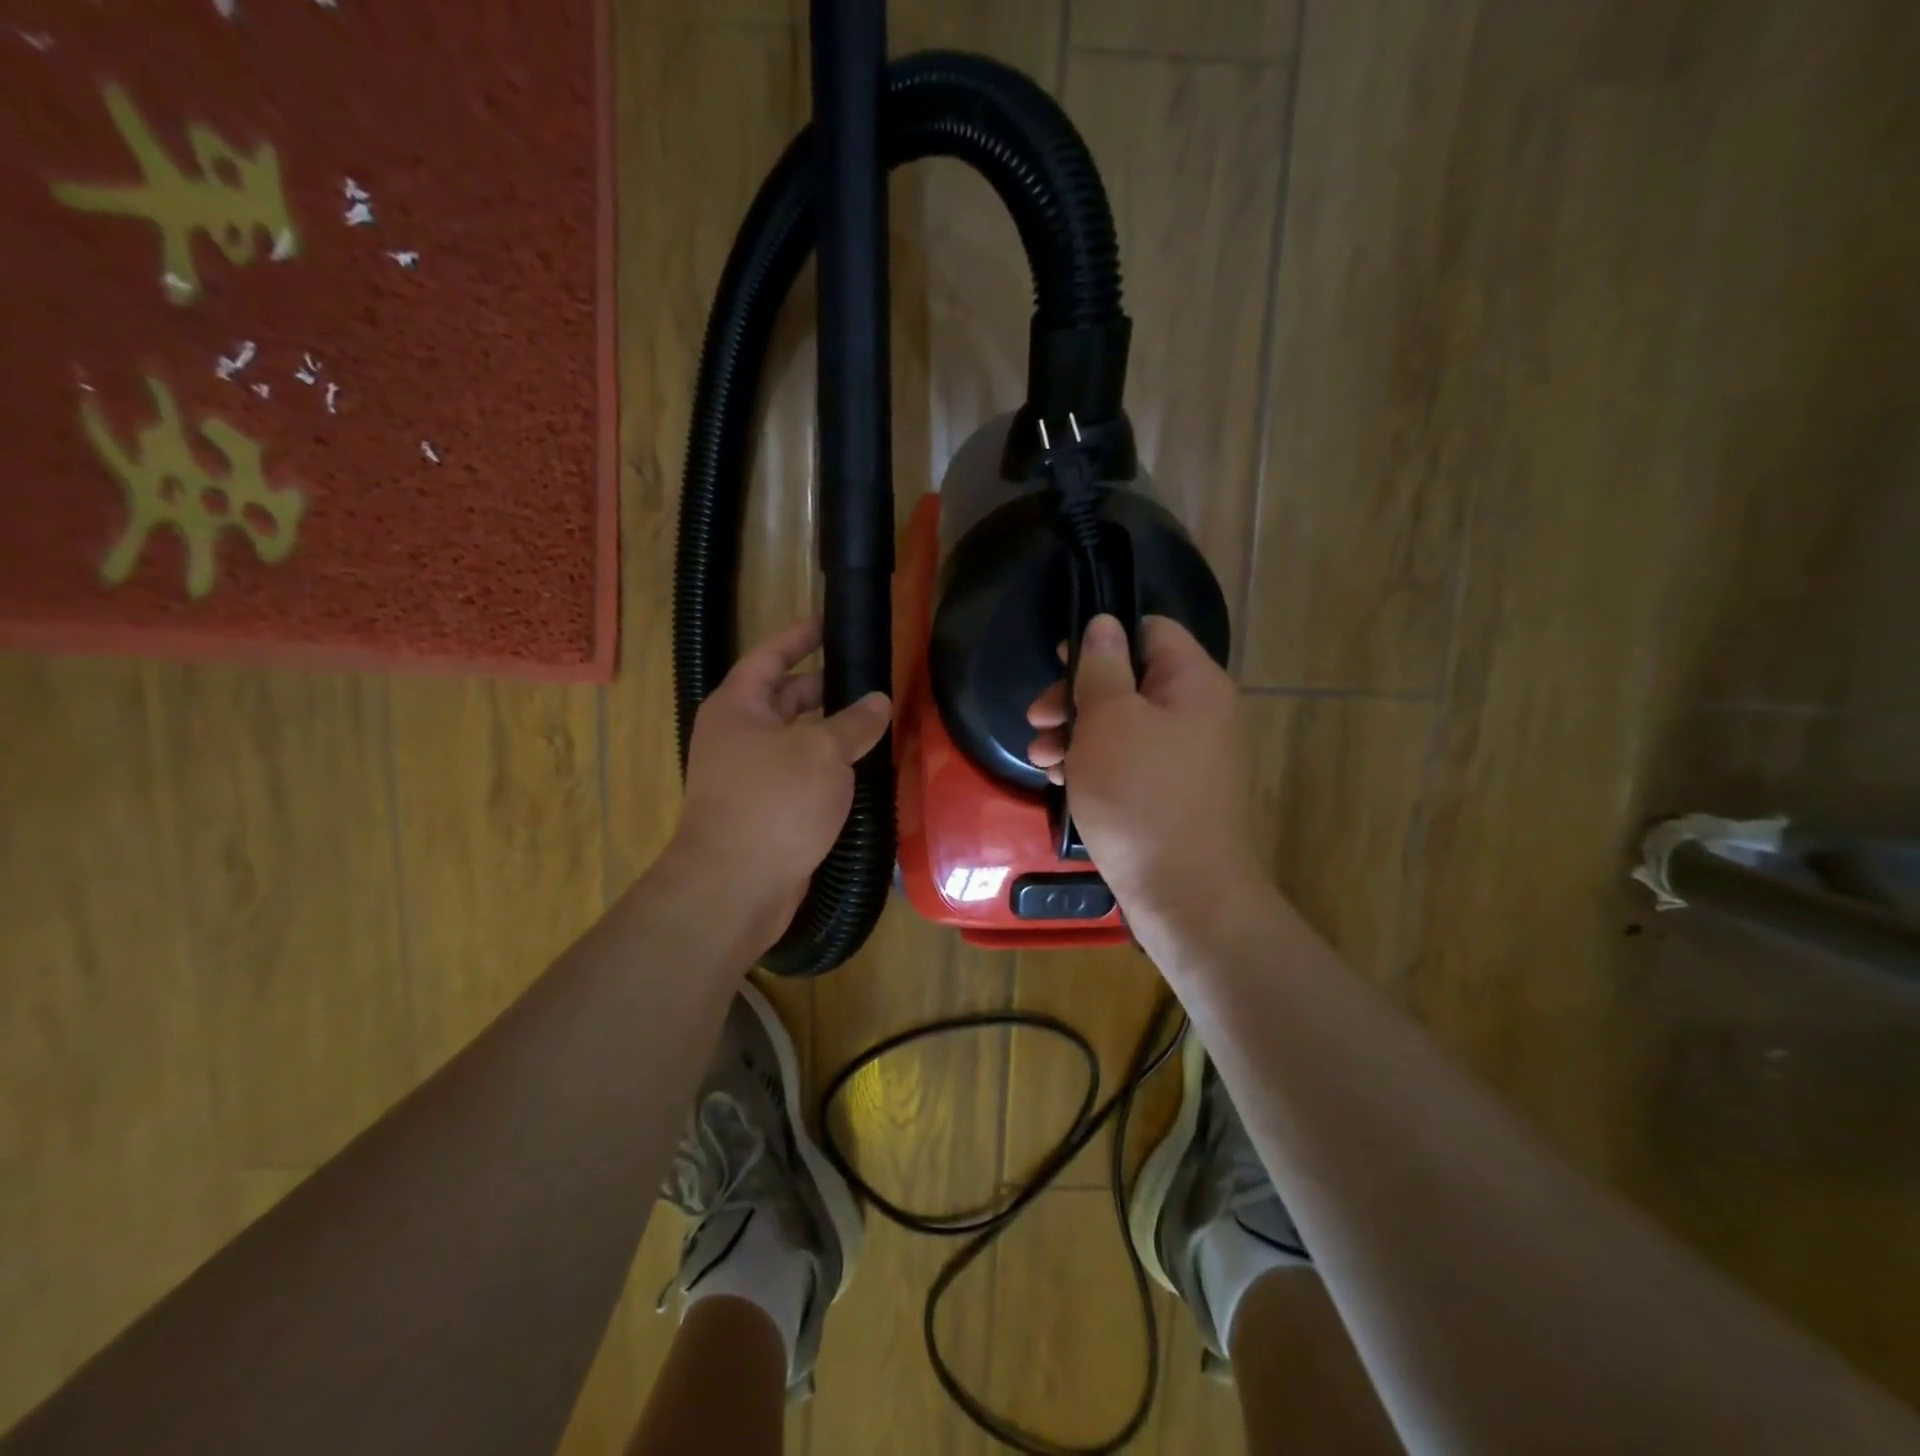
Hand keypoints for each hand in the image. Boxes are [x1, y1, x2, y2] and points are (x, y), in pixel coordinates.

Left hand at [672, 619, 890, 945]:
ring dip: (831, 731)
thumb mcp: (823, 753)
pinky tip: (861, 770)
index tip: (830, 624)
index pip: (770, 656)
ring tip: (877, 723)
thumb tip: (878, 701)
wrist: (736, 886)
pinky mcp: (765, 809)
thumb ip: (854, 722)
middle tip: (870, 680)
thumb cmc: (775, 803)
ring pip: (796, 739)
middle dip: (825, 688)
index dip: (801, 637)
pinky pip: (799, 774)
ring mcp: (749, 775)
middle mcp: (738, 735)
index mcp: (739, 707)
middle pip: (785, 697)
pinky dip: (826, 767)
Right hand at [1027, 614, 1261, 929]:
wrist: (1184, 893)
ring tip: (1040, 759)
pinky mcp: (1172, 791)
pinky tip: (1062, 780)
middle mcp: (1198, 712)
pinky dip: (1096, 763)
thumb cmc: (1139, 795)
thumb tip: (1104, 624)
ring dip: (1077, 733)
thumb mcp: (1108, 720)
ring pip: (1124, 724)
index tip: (1060, 662)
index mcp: (1193, 682)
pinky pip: (1130, 760)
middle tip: (1037, 719)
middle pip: (1130, 680)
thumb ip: (1102, 666)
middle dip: (1077, 696)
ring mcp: (1187, 756)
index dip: (1102, 638)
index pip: (1150, 630)